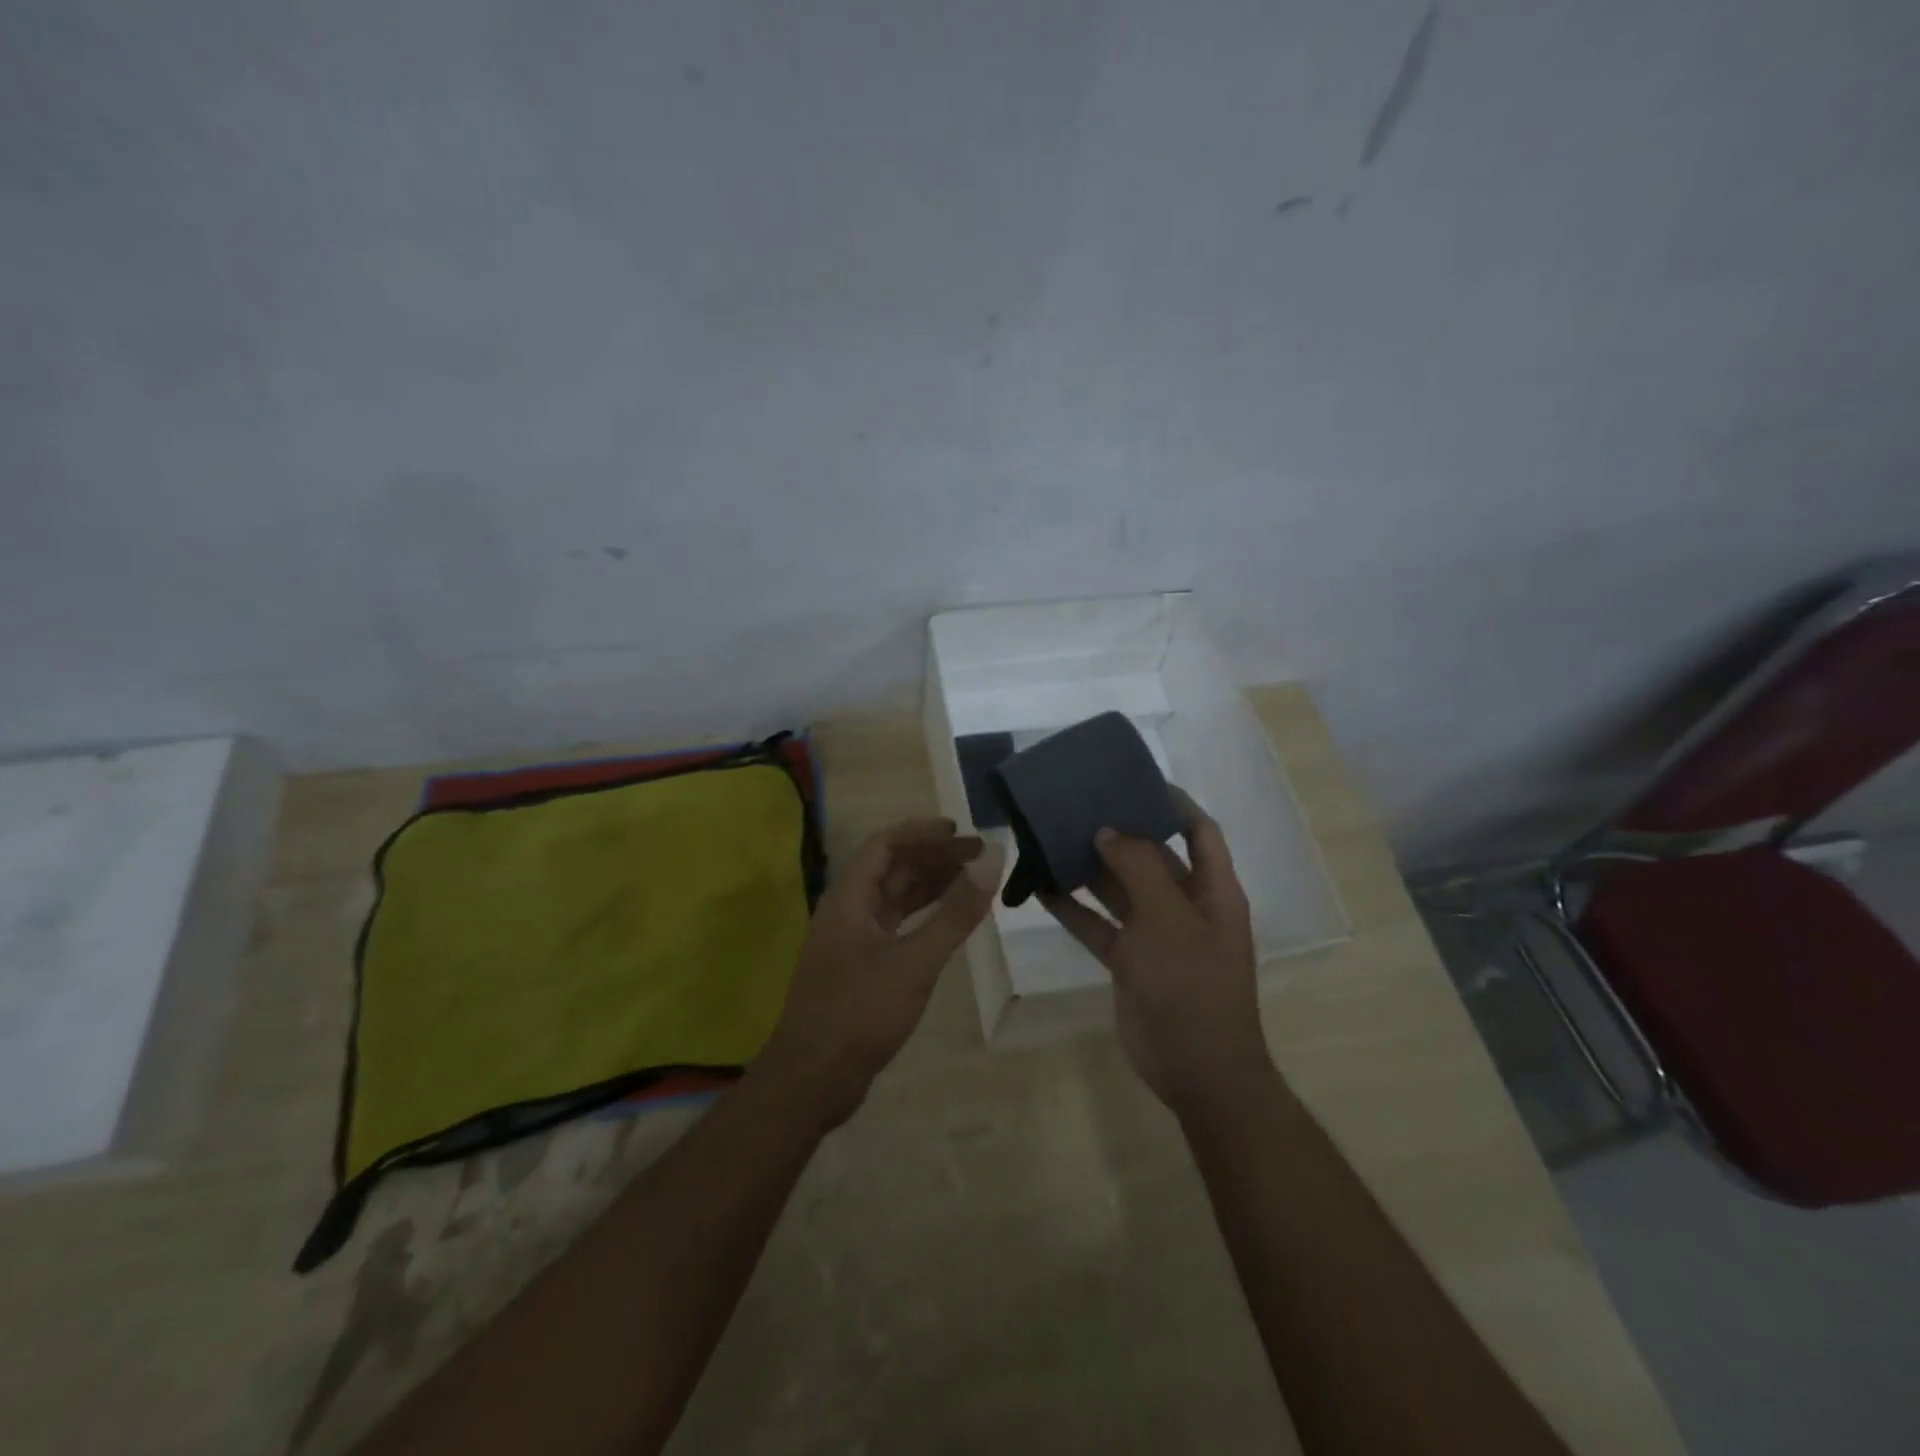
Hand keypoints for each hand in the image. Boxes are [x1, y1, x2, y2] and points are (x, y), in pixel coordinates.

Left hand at [759, 818, 1002, 1126]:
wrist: (813, 1079)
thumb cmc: (860, 1012)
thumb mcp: (915, 961)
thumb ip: (955, 912)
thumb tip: (992, 860)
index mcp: (848, 898)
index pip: (885, 845)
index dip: (922, 833)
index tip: (961, 833)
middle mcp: (847, 911)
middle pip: (892, 869)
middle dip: (934, 858)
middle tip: (978, 856)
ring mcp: (852, 941)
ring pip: (894, 898)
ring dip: (930, 885)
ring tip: (972, 879)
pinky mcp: (861, 968)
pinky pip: (896, 926)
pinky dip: (923, 917)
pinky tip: (949, 921)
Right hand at [1039, 789, 1273, 1117]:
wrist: (1196, 1069)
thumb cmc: (1193, 985)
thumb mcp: (1169, 919)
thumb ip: (1139, 868)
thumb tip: (1108, 830)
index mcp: (1212, 890)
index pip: (1198, 831)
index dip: (1173, 803)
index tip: (1134, 779)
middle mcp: (1184, 905)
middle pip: (1151, 856)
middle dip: (1119, 832)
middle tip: (1077, 805)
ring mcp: (1154, 934)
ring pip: (1118, 889)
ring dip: (1089, 868)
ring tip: (1051, 838)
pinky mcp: (1128, 961)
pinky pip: (1098, 925)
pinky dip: (1073, 909)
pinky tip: (1041, 889)